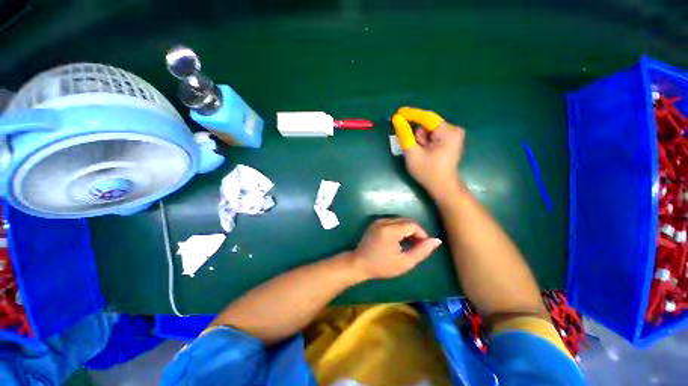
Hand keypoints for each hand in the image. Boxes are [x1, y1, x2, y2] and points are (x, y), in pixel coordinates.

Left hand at [350, 218, 441, 279]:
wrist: (359, 263)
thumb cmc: (381, 266)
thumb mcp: (404, 263)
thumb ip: (421, 251)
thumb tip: (437, 240)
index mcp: (390, 230)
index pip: (413, 225)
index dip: (422, 234)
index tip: (424, 246)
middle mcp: (384, 221)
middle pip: (407, 221)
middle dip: (415, 232)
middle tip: (417, 246)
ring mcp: (379, 220)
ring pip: (400, 220)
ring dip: (408, 230)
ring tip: (409, 244)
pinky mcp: (376, 222)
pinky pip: (393, 221)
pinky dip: (399, 228)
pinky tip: (399, 240)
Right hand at [392, 107, 464, 199]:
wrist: (443, 187)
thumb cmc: (428, 172)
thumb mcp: (413, 154)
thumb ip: (404, 135)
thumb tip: (397, 119)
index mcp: (447, 132)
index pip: (426, 117)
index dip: (411, 114)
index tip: (397, 113)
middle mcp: (453, 130)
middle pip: (427, 125)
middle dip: (417, 135)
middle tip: (414, 149)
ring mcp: (453, 135)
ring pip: (428, 130)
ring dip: (421, 140)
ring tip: (421, 154)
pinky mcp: (450, 140)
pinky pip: (432, 135)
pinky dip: (425, 142)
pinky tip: (425, 152)